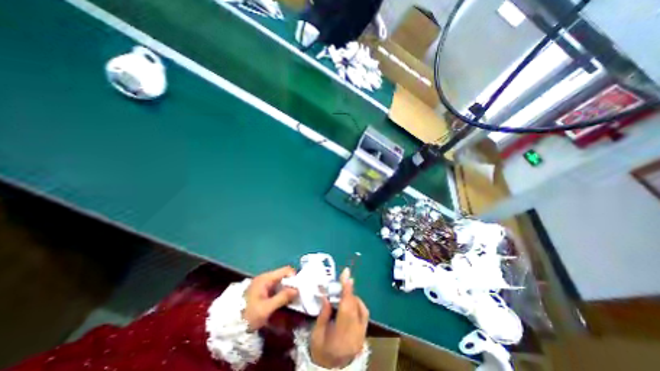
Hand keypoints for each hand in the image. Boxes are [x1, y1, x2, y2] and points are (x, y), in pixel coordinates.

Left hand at [242, 267, 299, 329]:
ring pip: (280, 281)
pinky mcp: (262, 290)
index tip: (298, 289)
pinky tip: (282, 301)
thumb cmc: (248, 315)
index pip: (286, 270)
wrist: (229, 326)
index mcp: (266, 278)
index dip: (294, 277)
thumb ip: (282, 297)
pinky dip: (281, 292)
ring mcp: (263, 283)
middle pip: (284, 275)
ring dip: (286, 289)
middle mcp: (265, 277)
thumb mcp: (266, 309)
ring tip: (291, 299)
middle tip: (296, 296)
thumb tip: (297, 289)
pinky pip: (276, 287)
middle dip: (291, 284)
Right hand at [311, 267, 369, 368]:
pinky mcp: (364, 334)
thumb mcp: (316, 334)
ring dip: (353, 297)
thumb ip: (323, 314)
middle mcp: (355, 334)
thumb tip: (327, 296)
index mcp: (341, 335)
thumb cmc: (321, 353)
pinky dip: (358, 304)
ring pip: (362, 309)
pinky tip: (350, 303)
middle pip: (354, 306)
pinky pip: (364, 313)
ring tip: (344, 293)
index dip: (347, 289)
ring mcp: (362, 335)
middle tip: (342, 280)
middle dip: (349, 290)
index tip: (346, 274)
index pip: (346, 308)